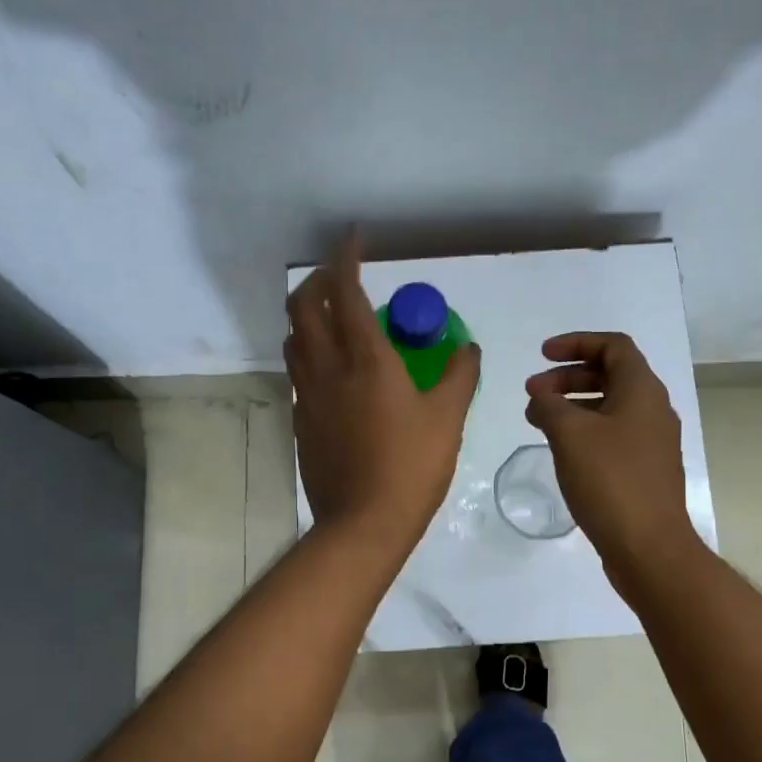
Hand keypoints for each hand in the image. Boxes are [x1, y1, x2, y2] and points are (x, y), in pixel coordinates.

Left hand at [286, 239, 480, 553]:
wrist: (363, 523)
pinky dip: (308, 352)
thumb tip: (468, 348)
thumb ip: (460, 375)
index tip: (355, 239)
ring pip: (293, 338)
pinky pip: (297, 371)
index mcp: (365, 359)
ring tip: (333, 318)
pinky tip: (331, 368)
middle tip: (341, 278)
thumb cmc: (411, 467)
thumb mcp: (448, 418)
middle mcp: (327, 368)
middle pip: (302, 306)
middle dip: (317, 280)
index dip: (346, 258)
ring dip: (307, 316)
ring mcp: (306, 396)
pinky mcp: (299, 421)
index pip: (344, 291)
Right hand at [525, 332, 699, 580]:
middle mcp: (653, 410)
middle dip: (567, 378)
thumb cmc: (610, 480)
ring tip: (537, 420)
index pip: (613, 346)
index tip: (542, 355)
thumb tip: (541, 394)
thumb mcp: (570, 435)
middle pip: (610, 375)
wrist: (648, 546)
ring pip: (609, 407)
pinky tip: (561, 450)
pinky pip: (612, 435)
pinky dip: (584, 431)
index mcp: (642, 390)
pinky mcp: (645, 469)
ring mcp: (652, 442)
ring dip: (572, 405)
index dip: (576, 343)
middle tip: (532, 393)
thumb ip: (550, 404)